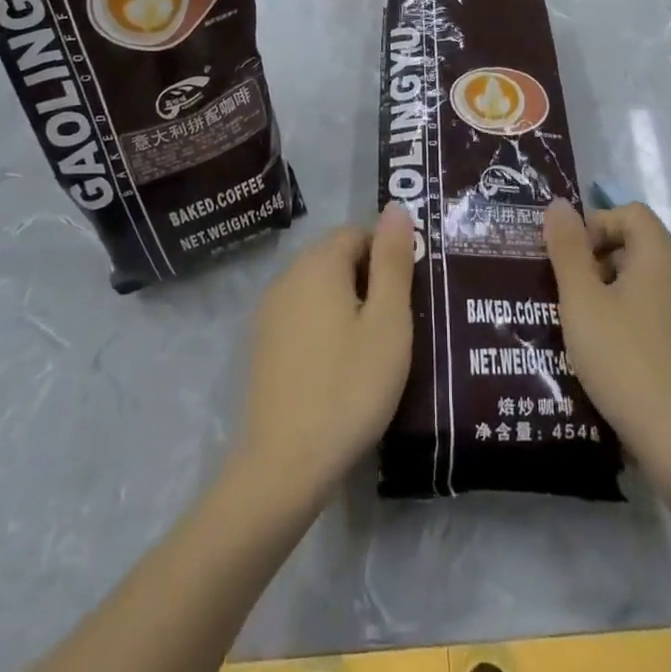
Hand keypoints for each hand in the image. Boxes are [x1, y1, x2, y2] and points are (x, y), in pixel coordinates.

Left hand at [234, 203, 415, 500]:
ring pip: (320, 289)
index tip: (407, 299)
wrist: (284, 465)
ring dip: (348, 306)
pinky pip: (303, 316)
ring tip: (373, 350)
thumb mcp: (388, 321)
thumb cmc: (349, 386)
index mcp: (318, 262)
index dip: (388, 258)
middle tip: (396, 327)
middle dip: (369, 281)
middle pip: (337, 258)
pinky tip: (340, 368)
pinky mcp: (263, 345)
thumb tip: (395, 206)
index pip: (358, 233)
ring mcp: (270, 311)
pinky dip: (326, 329)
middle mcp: (288, 275)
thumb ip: (393, 260)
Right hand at [544, 198, 670, 488]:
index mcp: (660, 255)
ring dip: (609, 287)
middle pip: (635, 242)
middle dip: (596, 257)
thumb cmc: (624, 360)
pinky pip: (654, 308)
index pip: (628, 213)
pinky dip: (628, 313)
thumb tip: (558, 205)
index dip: (594, 225)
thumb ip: (568, 248)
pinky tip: (608, 349)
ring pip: (643, 278)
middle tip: (567, 290)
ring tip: (581, 321)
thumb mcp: (582, 300)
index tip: (568, 259)